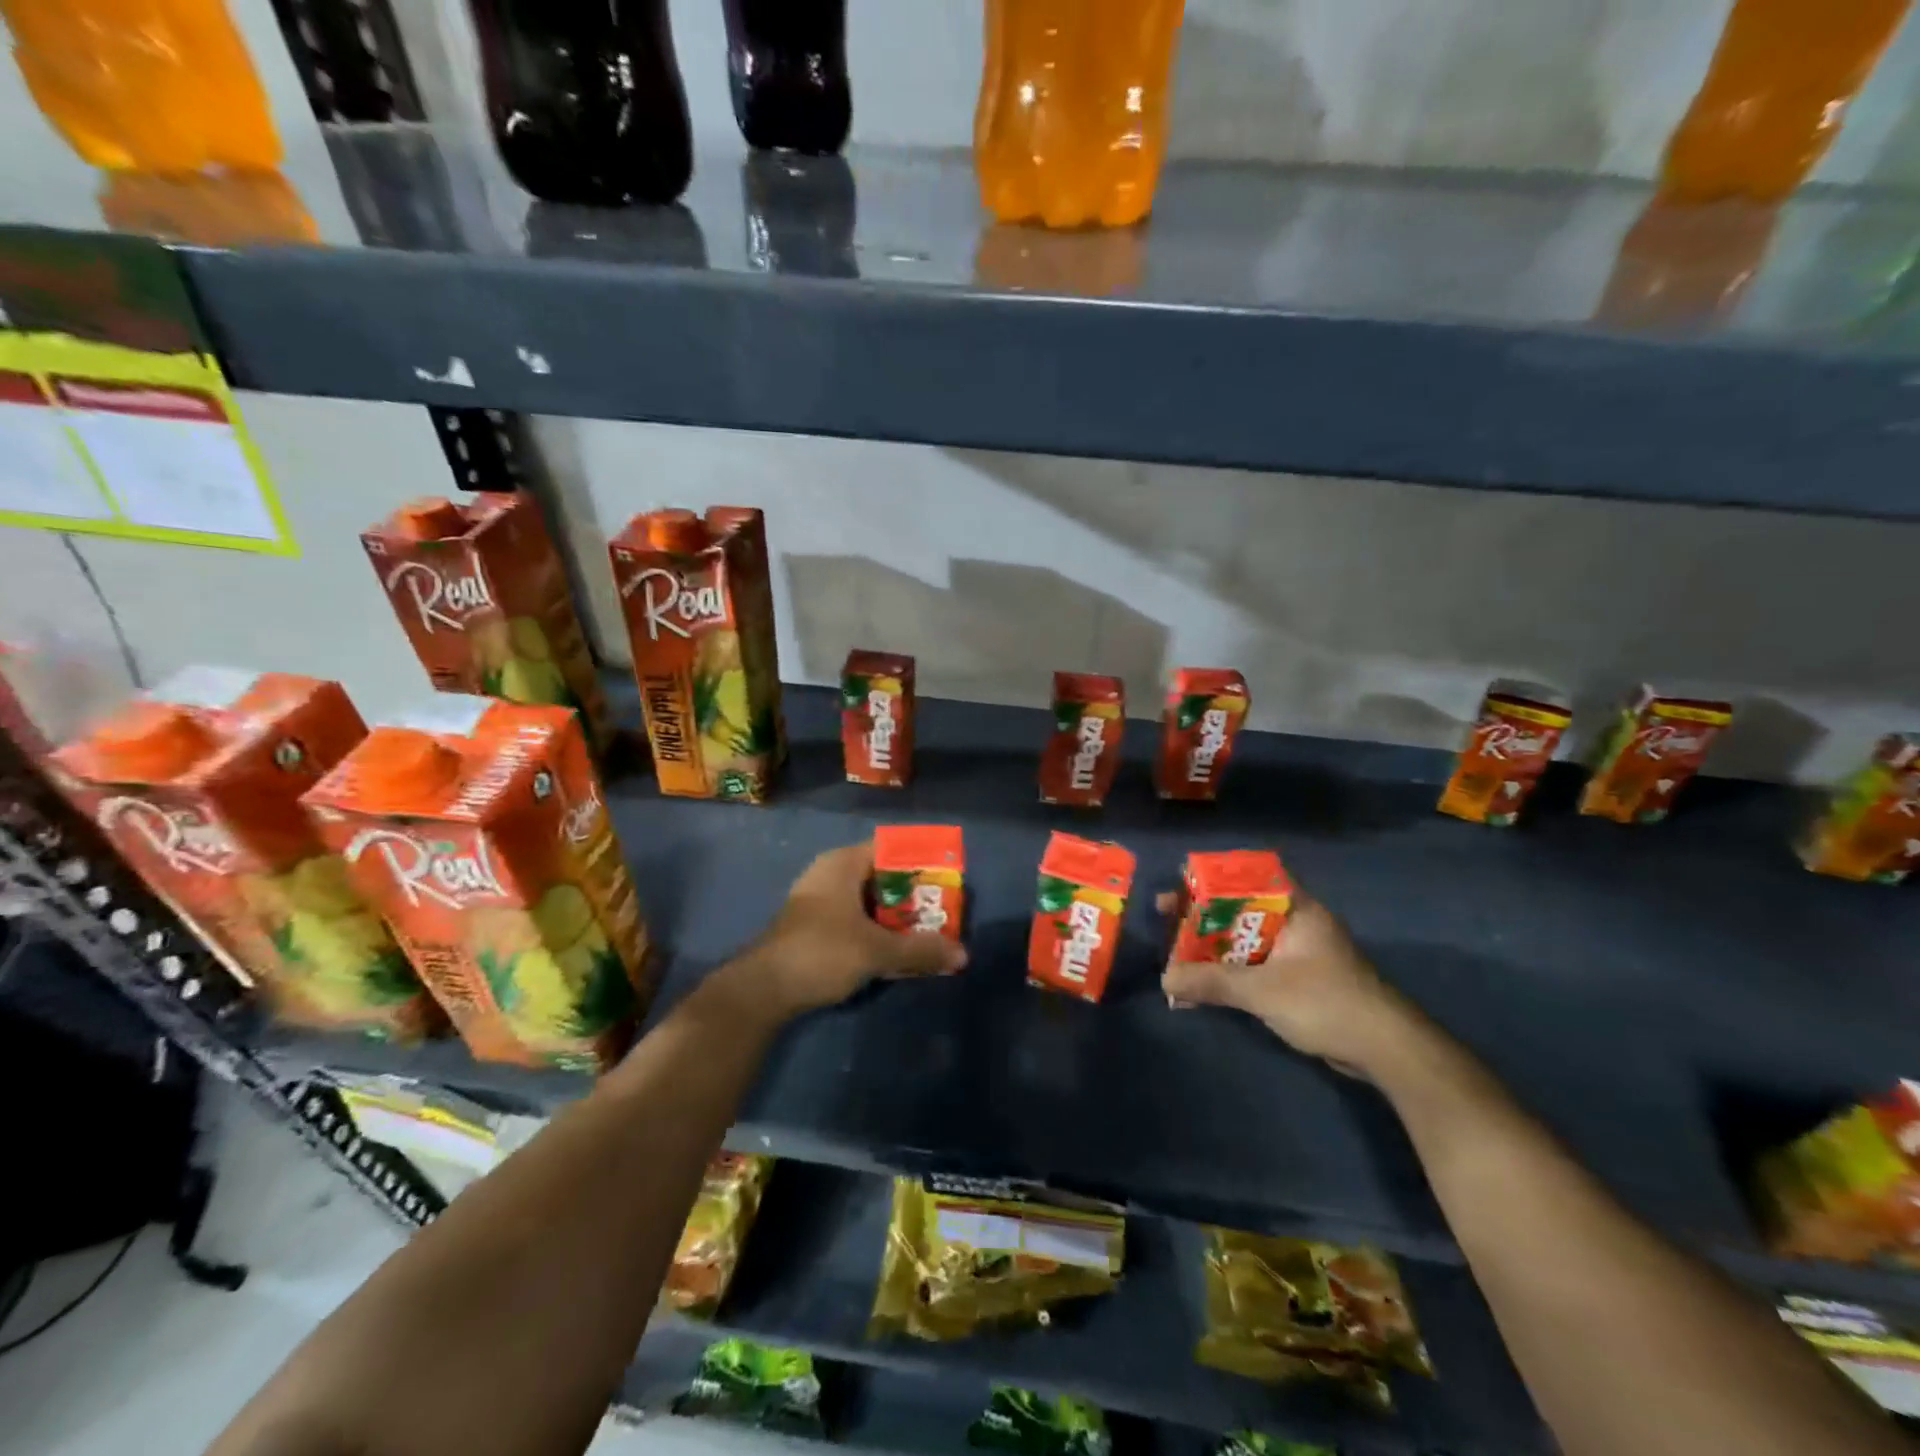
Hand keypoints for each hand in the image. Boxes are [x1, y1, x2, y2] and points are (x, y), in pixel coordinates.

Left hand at [738, 842, 966, 1018]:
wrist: (762, 990)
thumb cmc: (822, 952)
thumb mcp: (877, 950)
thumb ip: (920, 950)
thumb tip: (963, 955)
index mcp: (843, 863)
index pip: (891, 848)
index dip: (921, 861)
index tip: (947, 879)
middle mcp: (830, 873)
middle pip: (882, 875)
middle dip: (913, 894)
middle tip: (943, 911)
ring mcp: (818, 900)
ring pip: (868, 900)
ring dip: (895, 916)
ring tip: (926, 932)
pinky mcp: (812, 926)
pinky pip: (855, 918)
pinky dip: (876, 929)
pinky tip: (894, 949)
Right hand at [1159, 889, 1415, 1076]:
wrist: (1386, 1050)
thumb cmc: (1326, 1003)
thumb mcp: (1263, 990)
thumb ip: (1212, 982)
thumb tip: (1164, 979)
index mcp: (1294, 908)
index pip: (1247, 875)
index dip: (1211, 877)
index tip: (1179, 885)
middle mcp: (1294, 922)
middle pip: (1238, 907)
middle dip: (1201, 914)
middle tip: (1166, 917)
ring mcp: (1296, 952)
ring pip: (1242, 938)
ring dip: (1210, 946)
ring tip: (1174, 951)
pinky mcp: (1296, 980)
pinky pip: (1251, 965)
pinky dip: (1226, 970)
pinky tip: (1200, 984)